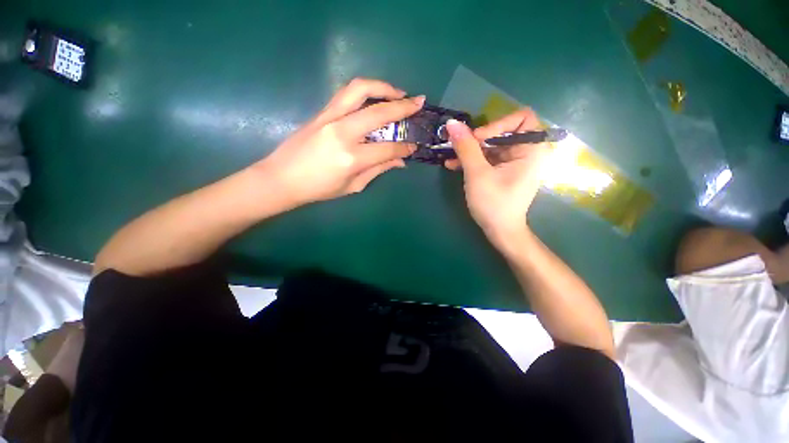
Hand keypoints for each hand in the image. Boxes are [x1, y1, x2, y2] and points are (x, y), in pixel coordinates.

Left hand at [256, 78, 422, 206]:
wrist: (282, 178)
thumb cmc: (319, 189)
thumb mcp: (353, 186)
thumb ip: (378, 170)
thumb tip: (400, 161)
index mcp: (352, 159)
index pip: (387, 148)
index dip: (404, 147)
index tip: (414, 145)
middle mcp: (343, 133)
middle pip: (379, 113)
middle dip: (404, 106)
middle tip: (419, 102)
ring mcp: (330, 118)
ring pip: (360, 90)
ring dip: (383, 87)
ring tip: (398, 92)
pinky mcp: (322, 112)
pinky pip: (346, 93)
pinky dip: (365, 89)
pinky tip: (375, 95)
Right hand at [444, 109, 549, 248]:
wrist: (500, 231)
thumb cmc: (493, 203)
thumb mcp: (477, 174)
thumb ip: (466, 147)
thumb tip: (452, 123)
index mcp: (530, 150)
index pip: (521, 118)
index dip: (497, 124)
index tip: (477, 139)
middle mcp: (525, 153)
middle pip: (501, 132)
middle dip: (477, 139)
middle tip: (457, 146)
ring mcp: (513, 163)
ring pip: (490, 146)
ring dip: (469, 151)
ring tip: (449, 156)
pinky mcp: (502, 172)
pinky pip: (487, 159)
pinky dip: (472, 160)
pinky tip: (453, 165)